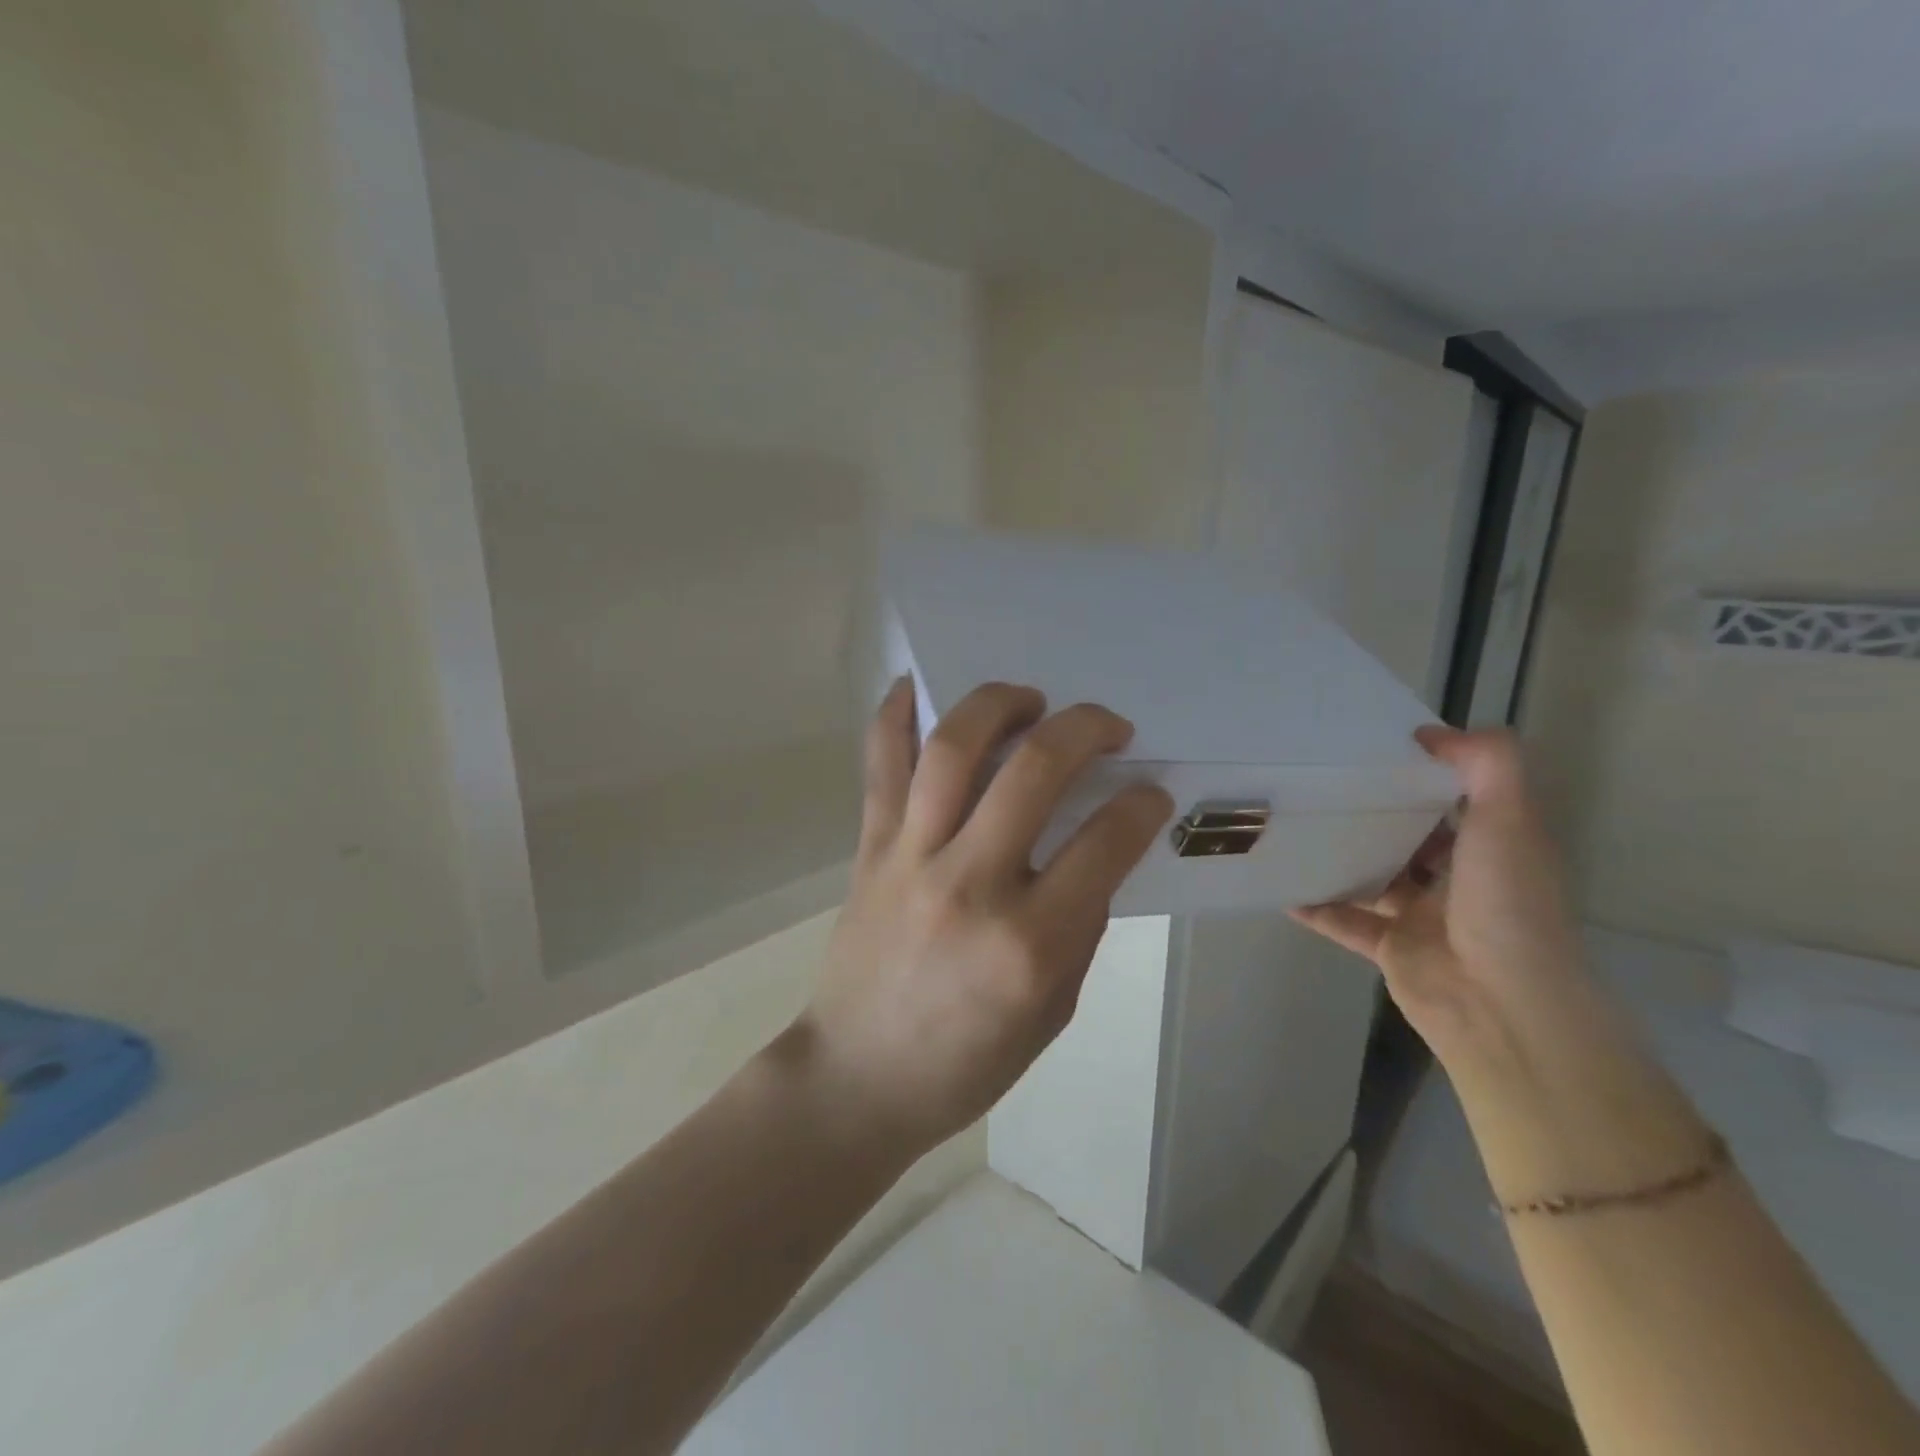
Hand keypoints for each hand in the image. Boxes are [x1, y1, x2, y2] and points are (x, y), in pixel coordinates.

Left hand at [795, 679, 1172, 1159]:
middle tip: (1107, 725)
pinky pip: (882, 763)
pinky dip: (897, 714)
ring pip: (954, 748)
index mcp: (1029, 943)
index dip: (1139, 804)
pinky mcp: (870, 847)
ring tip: (1029, 698)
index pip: (1103, 843)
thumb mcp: (1052, 1011)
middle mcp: (969, 884)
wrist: (858, 1077)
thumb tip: (1096, 852)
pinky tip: (919, 686)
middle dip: (1084, 728)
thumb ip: (1078, 926)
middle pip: (1033, 771)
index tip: (1149, 790)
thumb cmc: (966, 1061)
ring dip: (999, 703)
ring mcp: (911, 857)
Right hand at [1291, 728, 1592, 1068]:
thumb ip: (1486, 764)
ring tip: (1295, 826)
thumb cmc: (1507, 904)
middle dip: (1374, 811)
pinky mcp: (1391, 948)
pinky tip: (1282, 886)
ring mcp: (1424, 916)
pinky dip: (1317, 906)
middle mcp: (1461, 879)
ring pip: (1376, 877)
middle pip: (1412, 836)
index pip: (1459, 798)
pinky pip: (1345, 921)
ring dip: (1341, 857)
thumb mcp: (1510, 819)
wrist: (1501, 1004)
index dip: (1426, 771)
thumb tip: (1431, 733)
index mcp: (1495, 847)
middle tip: (1321, 782)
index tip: (1376, 747)